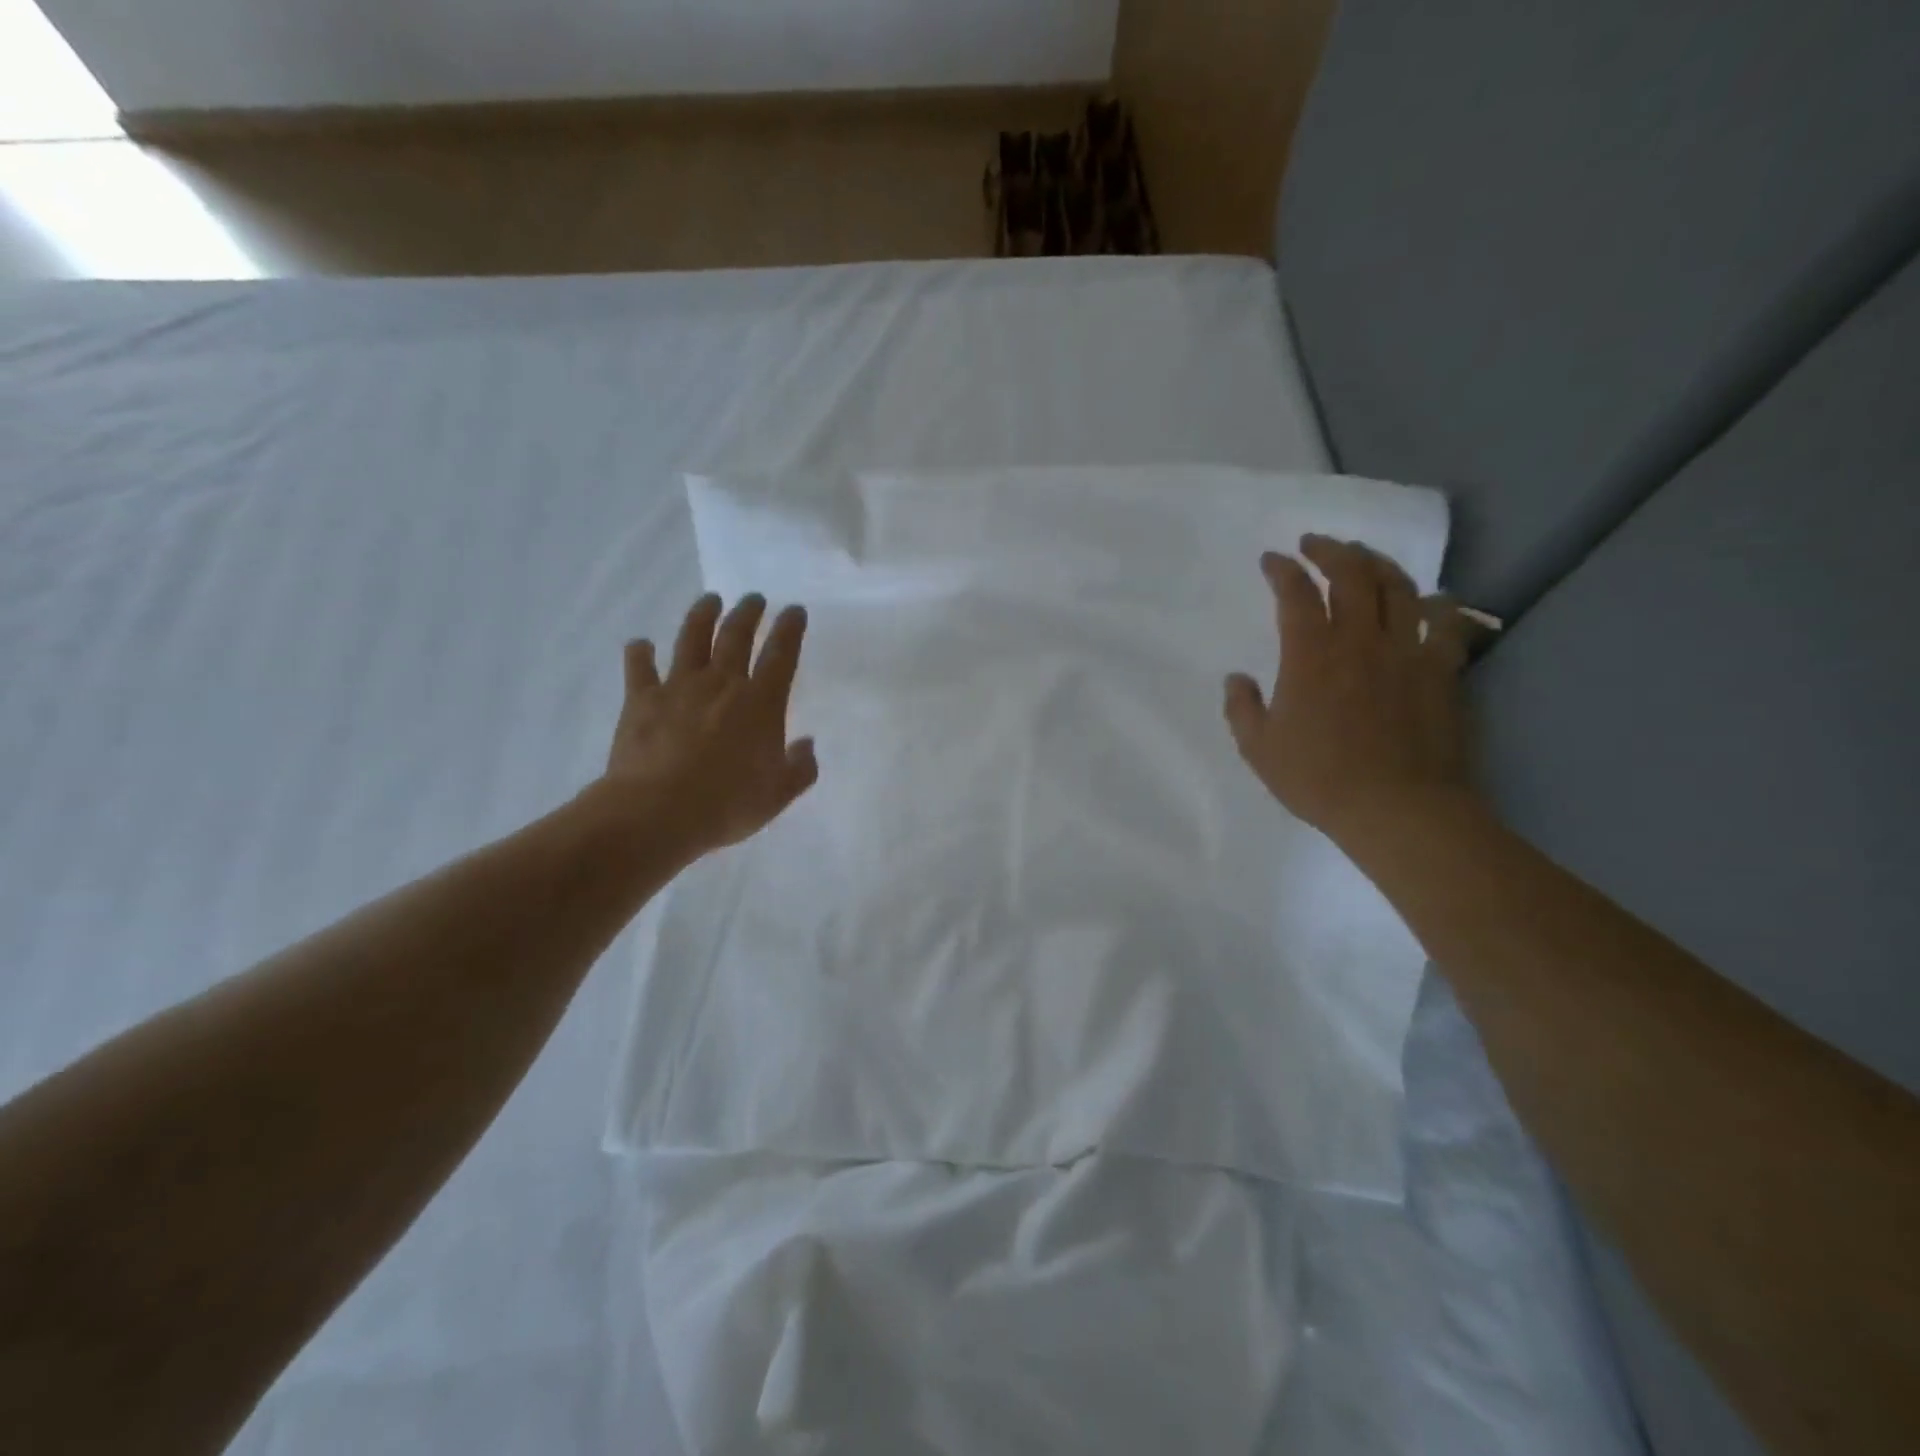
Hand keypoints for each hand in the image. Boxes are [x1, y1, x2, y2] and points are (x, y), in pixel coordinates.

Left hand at [602, 592, 818, 858]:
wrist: (658, 812)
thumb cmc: (727, 804)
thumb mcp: (779, 794)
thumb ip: (800, 767)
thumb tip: (806, 744)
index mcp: (761, 703)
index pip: (781, 655)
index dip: (790, 629)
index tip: (794, 610)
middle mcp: (722, 684)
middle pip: (737, 636)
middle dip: (748, 613)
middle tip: (754, 598)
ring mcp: (679, 687)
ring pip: (692, 639)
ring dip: (702, 616)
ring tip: (710, 600)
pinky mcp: (642, 700)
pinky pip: (640, 667)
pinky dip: (640, 653)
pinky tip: (640, 644)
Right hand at [1223, 536, 1473, 845]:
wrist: (1398, 808)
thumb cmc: (1319, 780)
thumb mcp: (1259, 749)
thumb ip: (1242, 708)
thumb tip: (1236, 679)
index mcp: (1310, 655)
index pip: (1295, 594)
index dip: (1282, 570)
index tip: (1272, 560)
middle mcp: (1359, 639)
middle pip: (1351, 574)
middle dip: (1330, 550)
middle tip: (1316, 543)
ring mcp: (1406, 651)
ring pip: (1398, 587)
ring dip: (1378, 563)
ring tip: (1364, 557)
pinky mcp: (1442, 669)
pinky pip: (1445, 622)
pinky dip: (1435, 603)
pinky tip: (1428, 600)